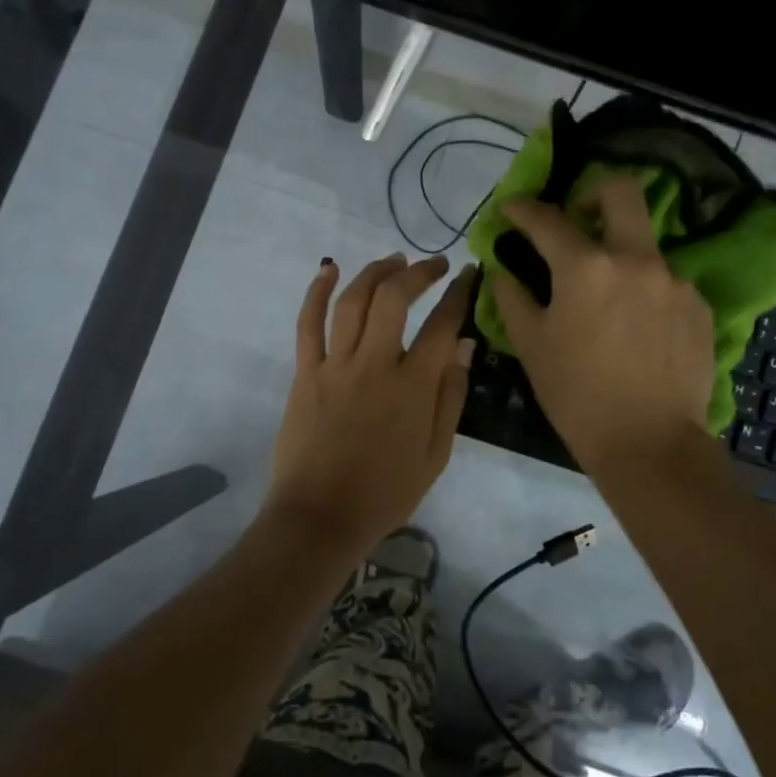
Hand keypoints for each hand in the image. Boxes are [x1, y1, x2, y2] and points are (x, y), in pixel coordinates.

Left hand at [265, 252, 475, 552]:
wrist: (321, 517)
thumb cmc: (386, 492)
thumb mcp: (436, 454)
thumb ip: (451, 396)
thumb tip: (464, 345)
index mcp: (413, 387)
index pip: (442, 325)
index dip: (459, 294)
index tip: (469, 275)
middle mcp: (375, 365)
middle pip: (395, 299)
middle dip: (420, 272)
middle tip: (436, 264)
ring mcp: (335, 366)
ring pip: (353, 301)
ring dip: (375, 272)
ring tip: (394, 259)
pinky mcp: (305, 373)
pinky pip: (308, 323)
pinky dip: (317, 292)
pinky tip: (328, 269)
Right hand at [492, 177, 715, 472]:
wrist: (650, 444)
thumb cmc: (578, 396)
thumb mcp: (532, 347)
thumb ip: (512, 298)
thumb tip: (502, 270)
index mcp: (587, 268)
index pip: (548, 219)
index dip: (523, 208)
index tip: (512, 207)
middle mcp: (636, 260)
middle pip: (621, 191)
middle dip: (592, 190)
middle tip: (577, 213)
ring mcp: (674, 280)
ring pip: (644, 242)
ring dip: (620, 251)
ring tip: (606, 293)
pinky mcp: (698, 305)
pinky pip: (665, 281)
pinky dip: (644, 289)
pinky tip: (636, 325)